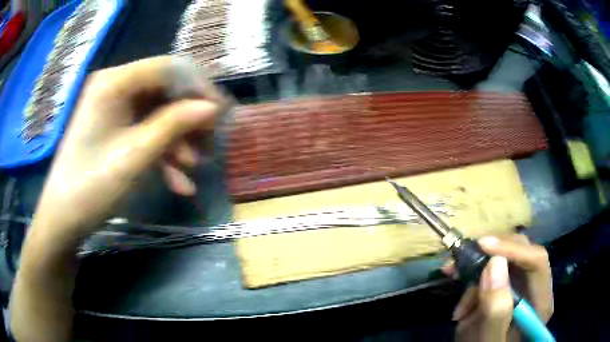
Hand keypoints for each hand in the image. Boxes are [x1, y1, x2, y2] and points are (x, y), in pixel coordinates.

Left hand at [11, 56, 228, 341]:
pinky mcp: (113, 128)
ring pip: (157, 114)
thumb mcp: (136, 155)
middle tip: (210, 143)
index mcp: (115, 82)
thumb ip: (174, 125)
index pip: (168, 68)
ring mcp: (114, 108)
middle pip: (164, 90)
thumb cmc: (92, 185)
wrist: (64, 218)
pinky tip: (178, 182)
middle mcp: (115, 86)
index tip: (220, 114)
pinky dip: (162, 154)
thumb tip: (212, 108)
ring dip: (177, 141)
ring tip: (194, 170)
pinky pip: (145, 132)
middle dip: (189, 118)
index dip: (198, 87)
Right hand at [443, 234, 552, 341]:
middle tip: (461, 261)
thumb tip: (495, 263)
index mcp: (540, 302)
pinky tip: (461, 300)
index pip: (536, 261)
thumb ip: (496, 311)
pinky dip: (472, 277)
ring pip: (503, 257)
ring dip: (476, 266)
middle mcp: (535, 287)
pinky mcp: (506, 286)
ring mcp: (521, 285)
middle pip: (521, 253)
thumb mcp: (489, 340)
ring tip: (453, 278)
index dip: (512, 249)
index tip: (482, 245)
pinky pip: (490, 269)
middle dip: (490, 255)